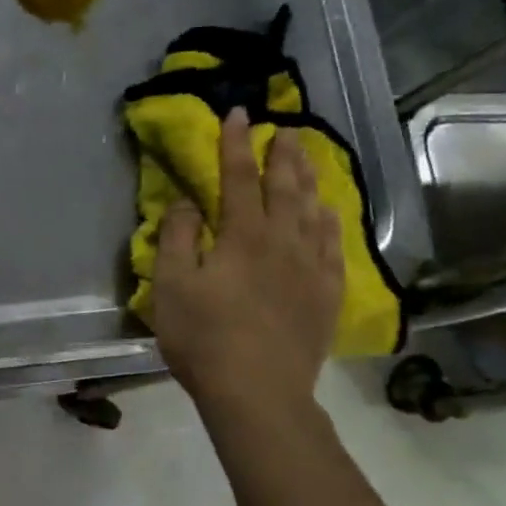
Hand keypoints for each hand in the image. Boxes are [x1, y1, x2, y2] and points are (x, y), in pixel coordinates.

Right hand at [153, 108, 343, 411]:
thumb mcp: (171, 286)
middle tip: (285, 128)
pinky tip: (328, 214)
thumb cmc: (204, 338)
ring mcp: (311, 267)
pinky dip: (330, 223)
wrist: (258, 391)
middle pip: (285, 186)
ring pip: (313, 210)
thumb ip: (176, 238)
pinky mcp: (326, 294)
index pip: (238, 177)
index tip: (237, 113)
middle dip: (282, 154)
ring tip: (307, 158)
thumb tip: (187, 202)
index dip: (235, 144)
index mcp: (243, 235)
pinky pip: (334, 246)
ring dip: (308, 180)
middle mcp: (283, 241)